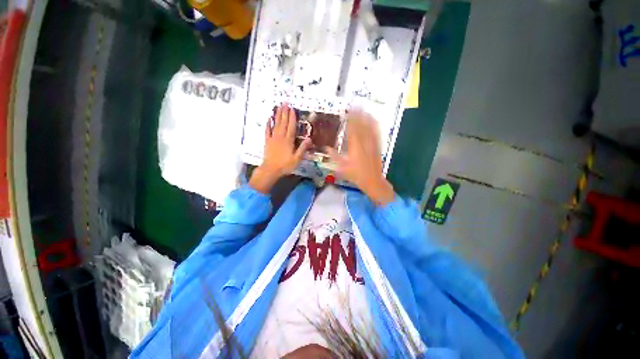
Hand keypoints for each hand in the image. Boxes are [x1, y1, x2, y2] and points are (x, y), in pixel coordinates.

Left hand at [250, 104, 311, 193]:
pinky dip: (268, 124)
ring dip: (277, 115)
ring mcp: (273, 138)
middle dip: (284, 112)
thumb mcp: (297, 159)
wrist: (270, 170)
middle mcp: (280, 137)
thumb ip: (302, 148)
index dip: (292, 117)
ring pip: (276, 124)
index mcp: (288, 141)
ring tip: (278, 106)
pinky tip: (269, 118)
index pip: (291, 127)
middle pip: (283, 123)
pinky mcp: (267, 141)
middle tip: (285, 102)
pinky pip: (267, 131)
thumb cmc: (285, 165)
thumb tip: (309, 139)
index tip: (292, 108)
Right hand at [326, 109, 394, 205]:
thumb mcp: (342, 167)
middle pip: (362, 125)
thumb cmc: (356, 175)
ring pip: (370, 127)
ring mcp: (372, 144)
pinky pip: (376, 133)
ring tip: (365, 108)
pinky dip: (375, 125)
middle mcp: (364, 143)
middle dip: (359, 113)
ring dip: (367, 117)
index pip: (353, 129)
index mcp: (355, 147)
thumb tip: (326, 148)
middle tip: (357, 103)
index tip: (350, 109)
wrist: (372, 181)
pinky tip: (374, 120)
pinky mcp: (378, 147)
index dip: (351, 118)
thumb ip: (334, 157)